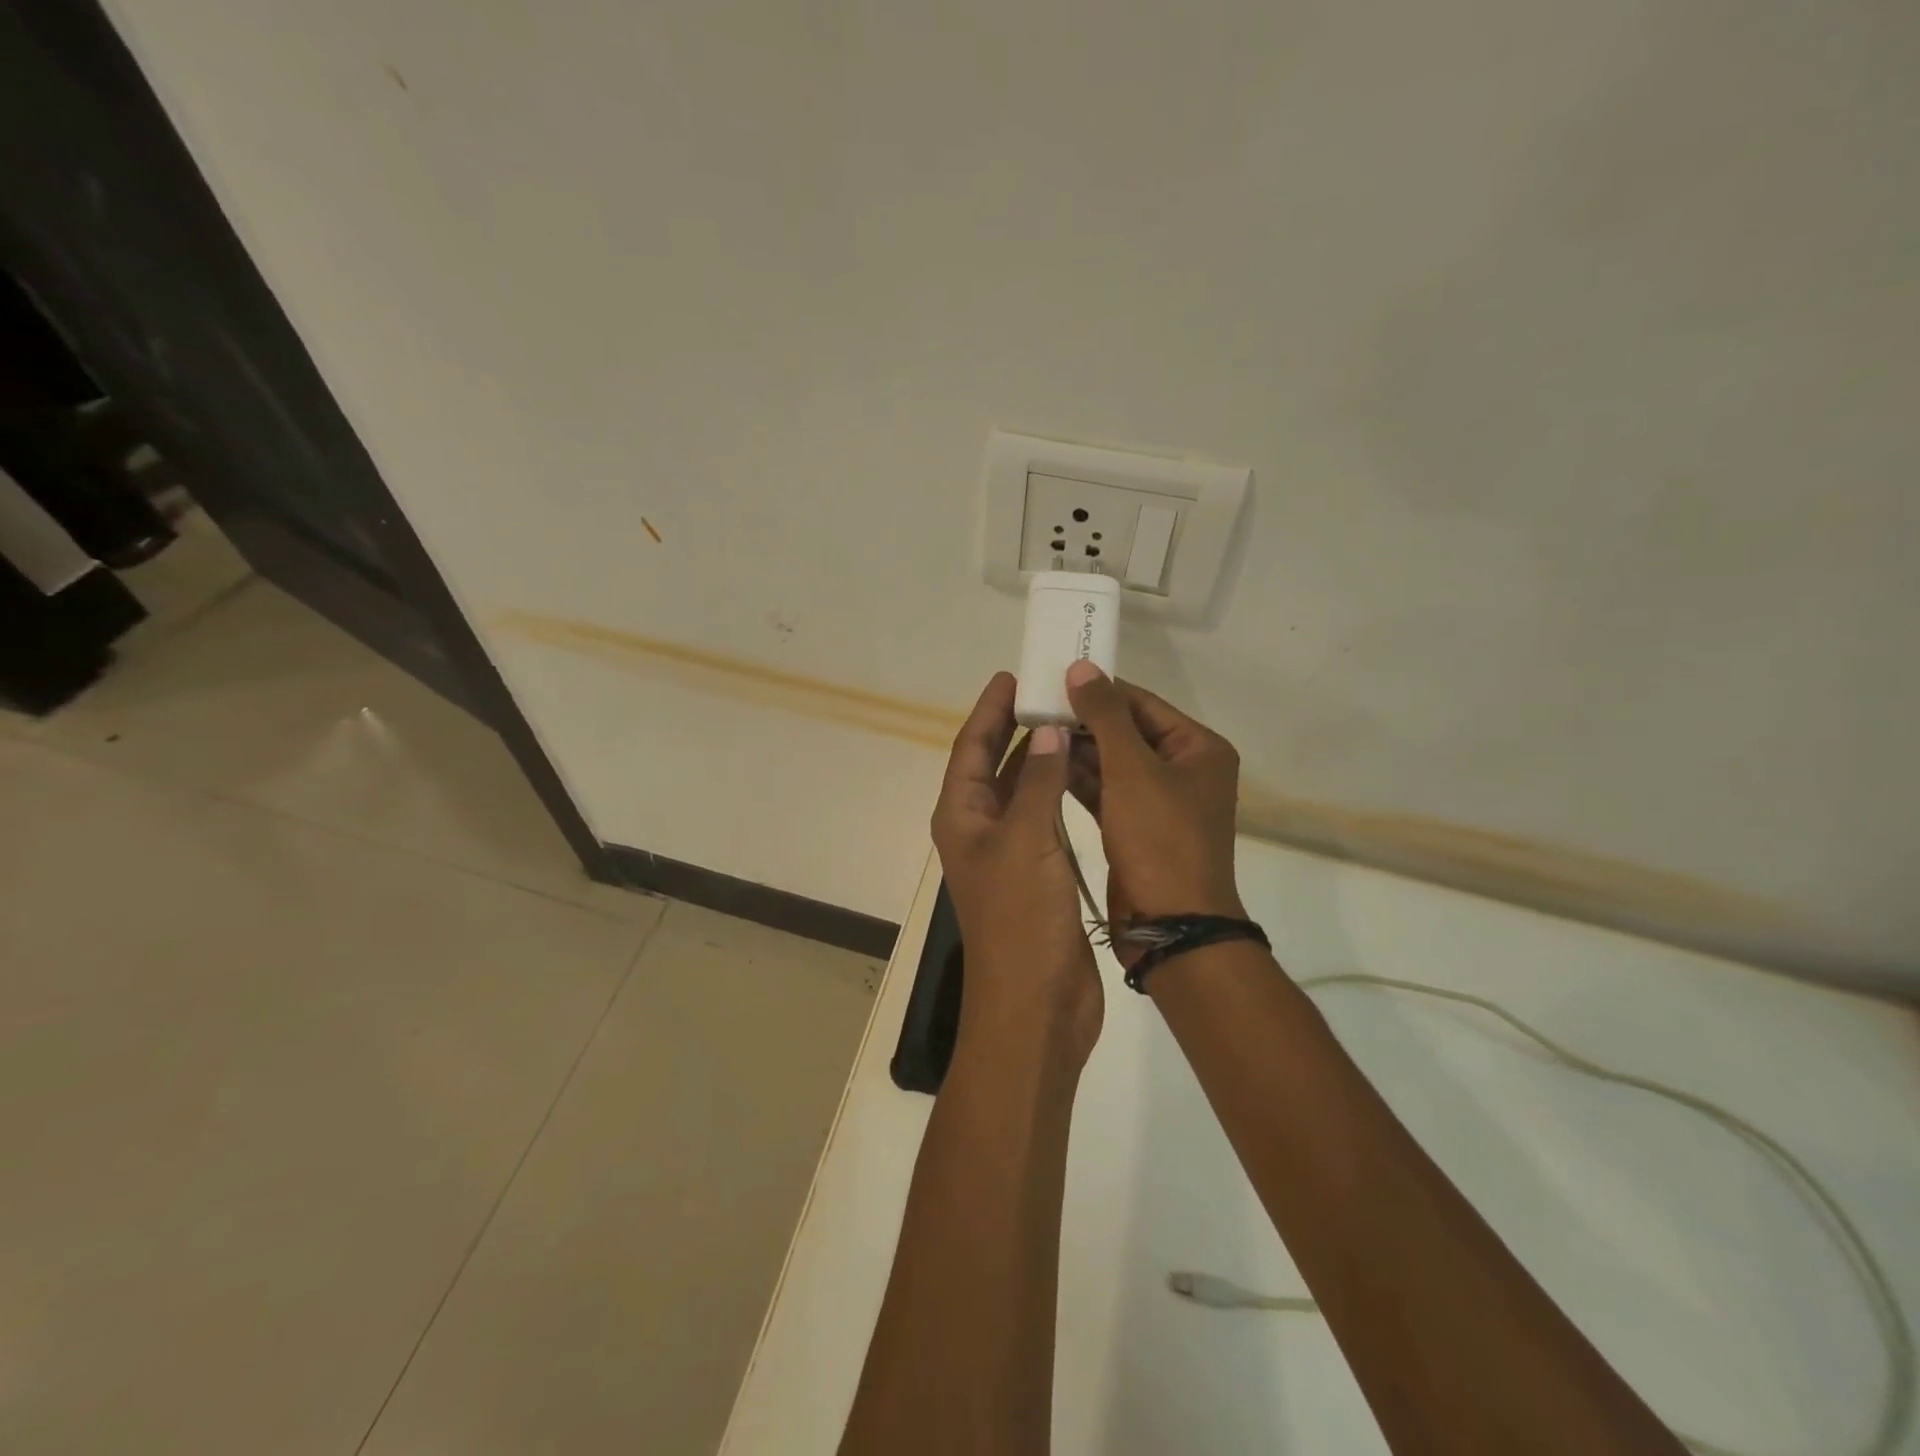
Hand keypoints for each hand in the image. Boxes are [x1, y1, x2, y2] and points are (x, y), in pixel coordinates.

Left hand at [931, 673, 1101, 1064]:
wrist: (1036, 1004)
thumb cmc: (1021, 919)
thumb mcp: (1027, 841)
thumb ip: (1037, 782)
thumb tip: (1047, 730)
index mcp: (961, 816)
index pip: (969, 748)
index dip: (988, 710)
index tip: (1010, 675)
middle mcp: (979, 829)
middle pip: (992, 764)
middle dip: (1015, 728)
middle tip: (1047, 690)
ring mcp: (1009, 852)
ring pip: (1021, 790)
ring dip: (1040, 757)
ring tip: (1071, 721)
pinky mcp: (1037, 873)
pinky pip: (1044, 816)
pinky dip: (1058, 791)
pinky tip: (1083, 775)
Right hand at [1063, 662, 1244, 955]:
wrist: (1171, 924)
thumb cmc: (1159, 839)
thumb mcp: (1132, 770)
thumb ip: (1105, 715)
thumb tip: (1081, 667)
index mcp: (1199, 749)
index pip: (1143, 703)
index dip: (1101, 689)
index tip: (1055, 678)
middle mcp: (1184, 770)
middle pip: (1128, 732)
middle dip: (1085, 721)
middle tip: (1037, 706)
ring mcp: (1160, 802)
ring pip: (1114, 763)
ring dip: (1079, 750)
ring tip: (1035, 731)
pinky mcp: (1138, 828)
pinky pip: (1107, 792)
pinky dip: (1081, 780)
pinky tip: (1047, 766)